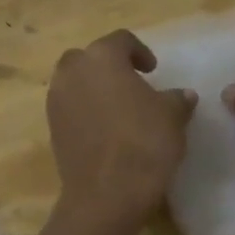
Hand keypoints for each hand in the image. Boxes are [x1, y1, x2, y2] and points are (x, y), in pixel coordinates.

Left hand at [47, 30, 196, 221]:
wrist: (107, 193)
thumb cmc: (144, 142)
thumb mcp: (172, 116)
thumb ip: (176, 99)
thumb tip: (183, 95)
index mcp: (101, 57)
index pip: (120, 40)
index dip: (140, 51)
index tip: (153, 69)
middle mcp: (72, 72)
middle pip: (89, 58)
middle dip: (108, 66)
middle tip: (131, 83)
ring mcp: (56, 101)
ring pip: (74, 82)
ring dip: (94, 88)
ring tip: (118, 108)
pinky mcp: (51, 129)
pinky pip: (69, 108)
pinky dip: (85, 111)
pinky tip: (106, 130)